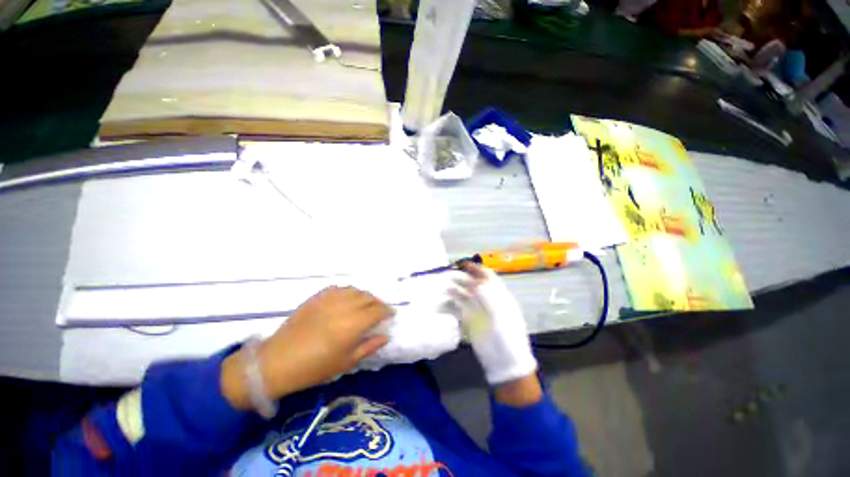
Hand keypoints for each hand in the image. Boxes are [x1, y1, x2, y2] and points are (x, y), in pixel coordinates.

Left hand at [221, 286, 392, 410]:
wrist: (277, 361)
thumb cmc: (314, 367)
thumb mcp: (346, 363)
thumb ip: (369, 346)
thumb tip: (385, 336)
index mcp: (353, 325)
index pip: (378, 311)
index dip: (387, 311)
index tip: (391, 314)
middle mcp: (344, 307)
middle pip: (368, 297)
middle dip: (378, 303)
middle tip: (380, 310)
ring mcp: (329, 300)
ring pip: (355, 290)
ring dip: (364, 296)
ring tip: (365, 304)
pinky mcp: (317, 297)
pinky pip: (338, 288)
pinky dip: (347, 292)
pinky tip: (346, 299)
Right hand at [451, 263, 537, 385]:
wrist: (505, 363)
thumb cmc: (508, 339)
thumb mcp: (502, 318)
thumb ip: (490, 299)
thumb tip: (478, 283)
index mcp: (500, 297)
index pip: (488, 278)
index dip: (477, 270)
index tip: (464, 265)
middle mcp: (487, 300)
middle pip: (474, 284)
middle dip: (463, 278)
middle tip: (449, 274)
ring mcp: (477, 310)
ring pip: (465, 294)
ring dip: (455, 289)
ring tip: (444, 287)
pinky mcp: (469, 320)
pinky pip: (459, 308)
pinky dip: (451, 303)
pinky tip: (443, 302)